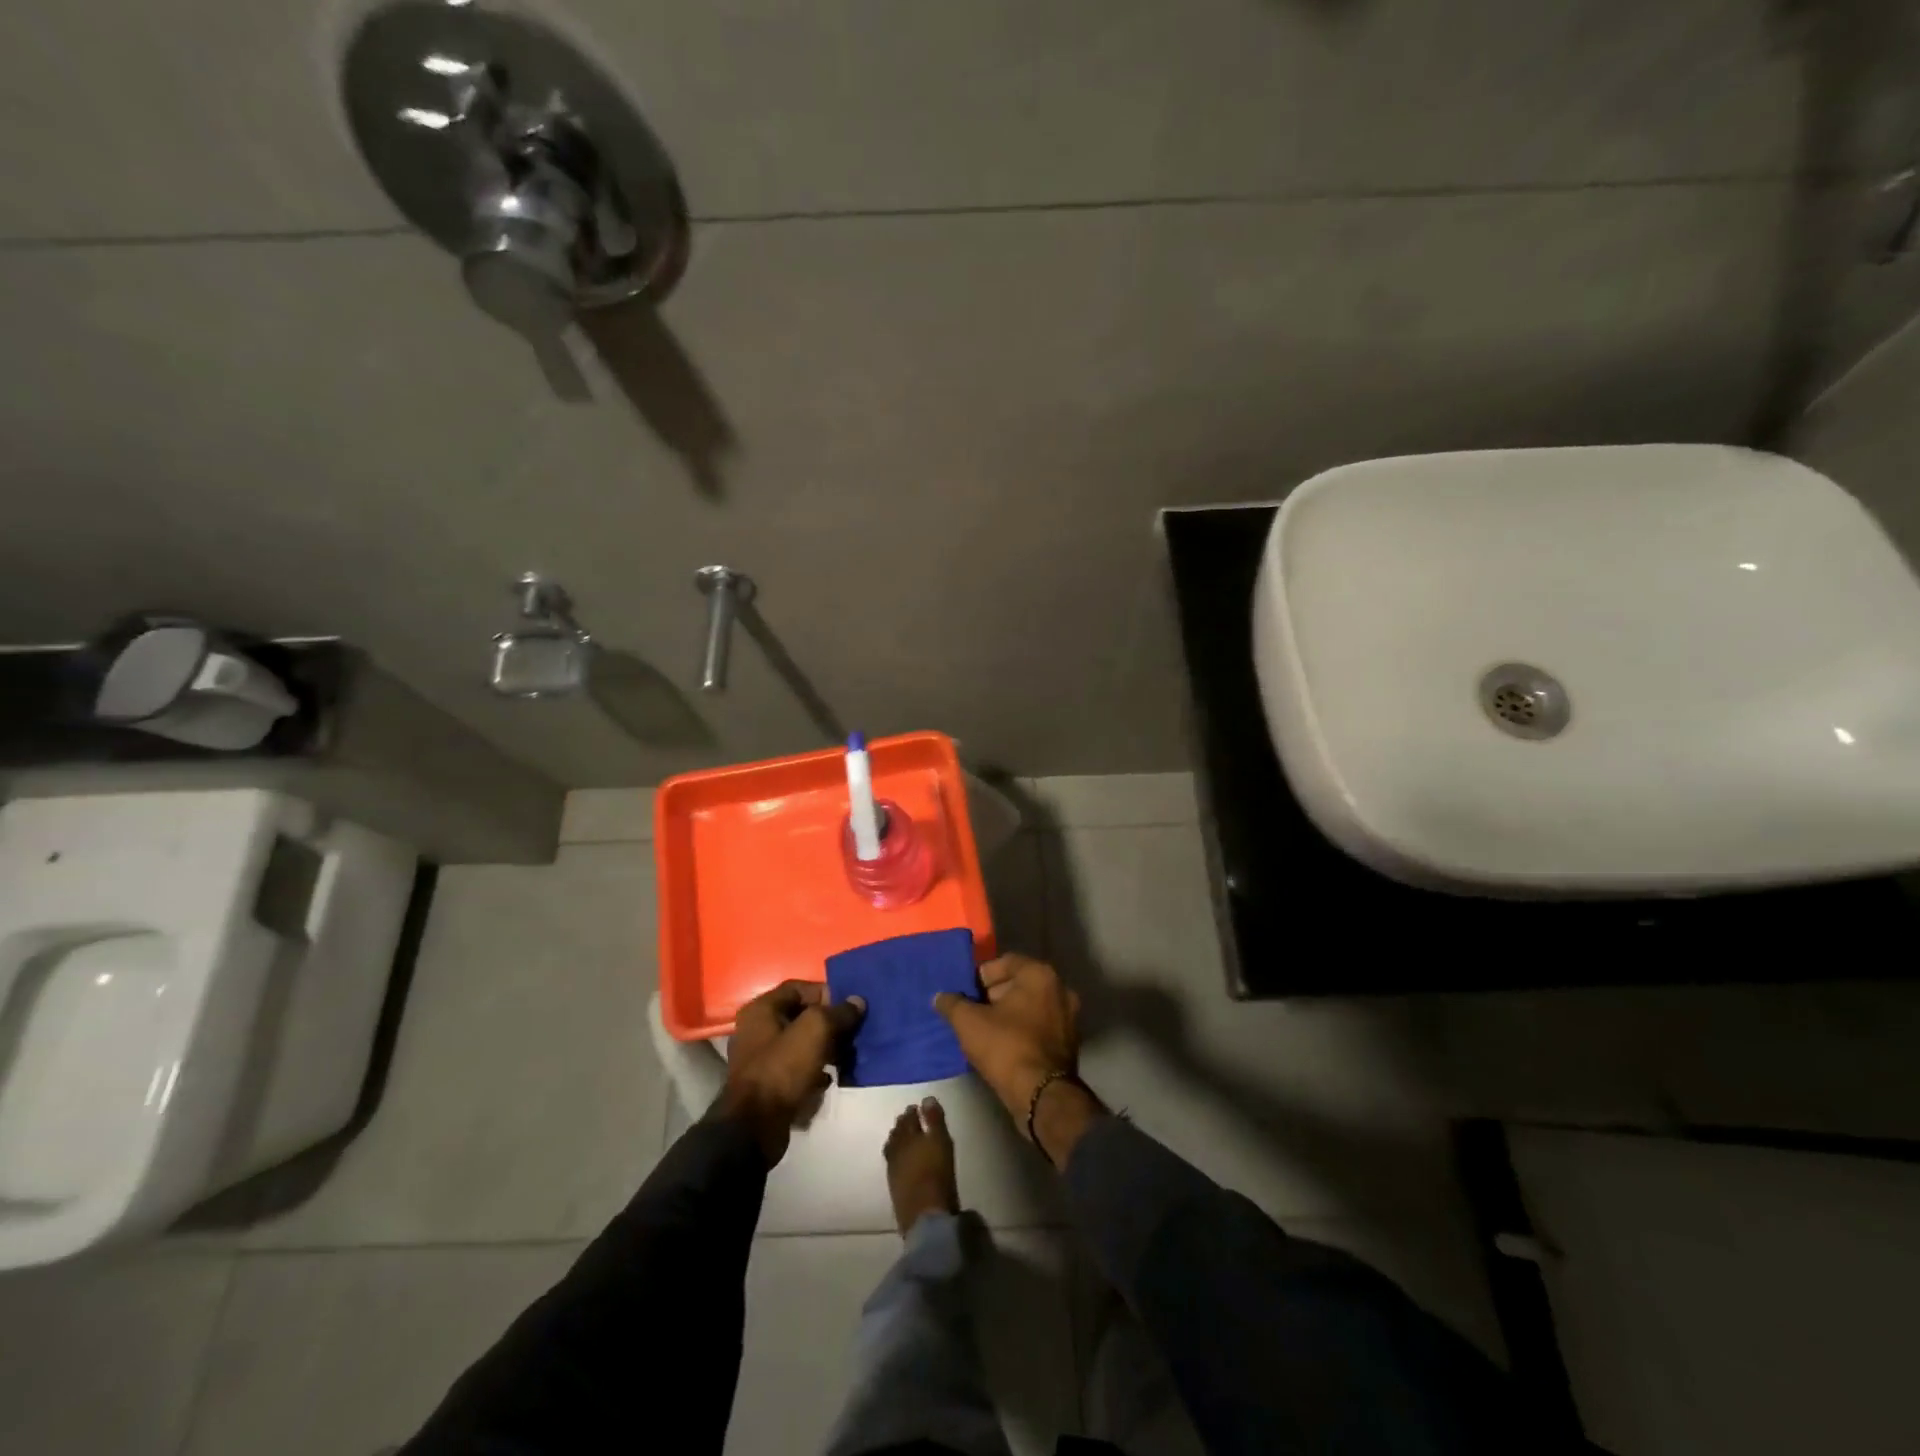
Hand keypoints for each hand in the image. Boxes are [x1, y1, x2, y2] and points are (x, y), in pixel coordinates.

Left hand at [711, 981, 864, 1163]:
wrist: (754, 1127)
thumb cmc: (782, 1069)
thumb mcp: (815, 1031)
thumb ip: (838, 1012)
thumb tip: (857, 1001)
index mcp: (762, 1009)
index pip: (799, 988)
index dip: (826, 993)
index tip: (849, 1007)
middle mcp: (757, 1029)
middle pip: (801, 1016)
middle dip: (830, 1023)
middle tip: (853, 1032)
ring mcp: (761, 1058)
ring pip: (802, 1043)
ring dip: (826, 1047)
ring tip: (847, 1055)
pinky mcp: (768, 1084)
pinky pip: (797, 1067)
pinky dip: (815, 1069)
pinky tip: (830, 1078)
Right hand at [932, 954, 1080, 1121]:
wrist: (1041, 1096)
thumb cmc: (1006, 1047)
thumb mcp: (968, 1022)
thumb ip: (952, 1003)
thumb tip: (940, 996)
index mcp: (1040, 975)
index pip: (1004, 962)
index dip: (981, 976)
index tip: (965, 993)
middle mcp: (1060, 989)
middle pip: (1018, 983)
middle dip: (993, 995)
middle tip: (971, 1011)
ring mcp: (1068, 1017)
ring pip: (1029, 1006)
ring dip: (1007, 1014)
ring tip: (983, 1030)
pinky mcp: (1068, 1042)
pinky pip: (1039, 1026)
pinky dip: (1021, 1030)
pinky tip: (1002, 1045)